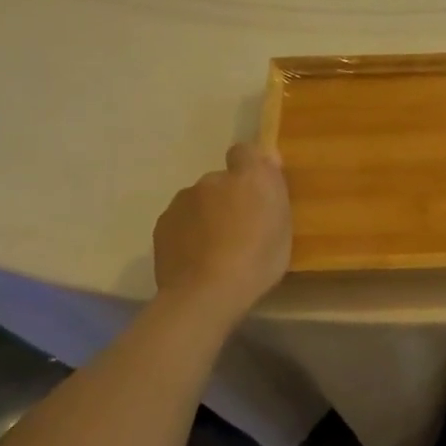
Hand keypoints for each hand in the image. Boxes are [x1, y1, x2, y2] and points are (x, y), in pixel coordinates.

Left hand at [151, 144, 291, 319]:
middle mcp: (213, 180)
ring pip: (198, 201)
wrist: (206, 294)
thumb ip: (274, 189)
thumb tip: (267, 158)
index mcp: (249, 177)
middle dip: (227, 197)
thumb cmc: (257, 260)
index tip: (256, 189)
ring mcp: (183, 201)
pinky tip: (195, 258)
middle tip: (238, 229)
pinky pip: (180, 221)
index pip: (245, 151)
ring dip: (206, 215)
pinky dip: (187, 232)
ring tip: (214, 248)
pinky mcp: (162, 224)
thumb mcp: (283, 226)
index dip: (249, 166)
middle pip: (220, 181)